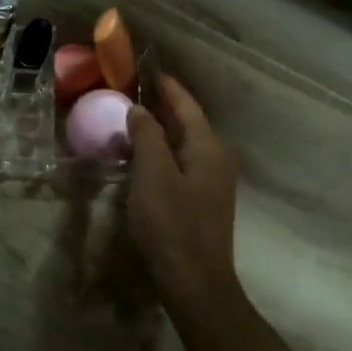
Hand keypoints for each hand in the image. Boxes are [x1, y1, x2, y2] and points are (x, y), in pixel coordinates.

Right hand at [125, 74, 237, 299]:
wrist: (195, 281)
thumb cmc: (172, 223)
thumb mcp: (153, 174)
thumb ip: (147, 136)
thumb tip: (141, 110)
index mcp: (209, 148)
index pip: (187, 105)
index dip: (167, 86)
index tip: (147, 69)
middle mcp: (217, 159)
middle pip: (189, 122)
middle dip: (164, 105)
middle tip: (134, 91)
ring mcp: (213, 182)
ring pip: (185, 144)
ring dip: (162, 130)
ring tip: (134, 119)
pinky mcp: (203, 201)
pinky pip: (182, 163)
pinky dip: (163, 151)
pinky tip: (143, 156)